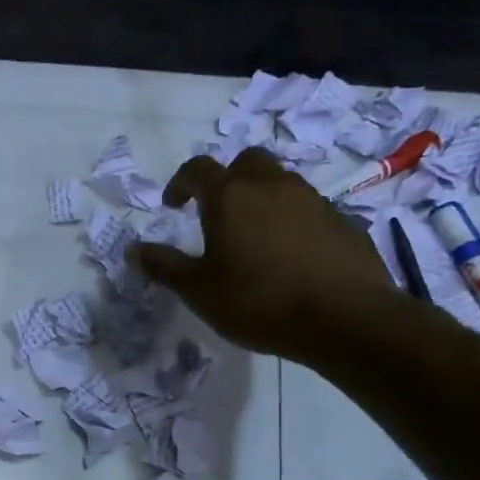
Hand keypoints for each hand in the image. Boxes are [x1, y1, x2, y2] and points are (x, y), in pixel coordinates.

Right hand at [130, 147, 398, 361]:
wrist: (345, 317)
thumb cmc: (258, 301)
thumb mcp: (198, 291)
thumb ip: (164, 266)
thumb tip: (134, 249)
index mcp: (230, 197)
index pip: (197, 169)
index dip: (180, 183)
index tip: (172, 206)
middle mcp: (272, 186)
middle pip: (245, 162)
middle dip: (226, 179)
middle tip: (216, 212)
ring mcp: (312, 199)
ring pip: (280, 182)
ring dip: (260, 198)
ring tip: (252, 237)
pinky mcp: (341, 220)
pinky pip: (307, 208)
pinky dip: (290, 220)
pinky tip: (287, 256)